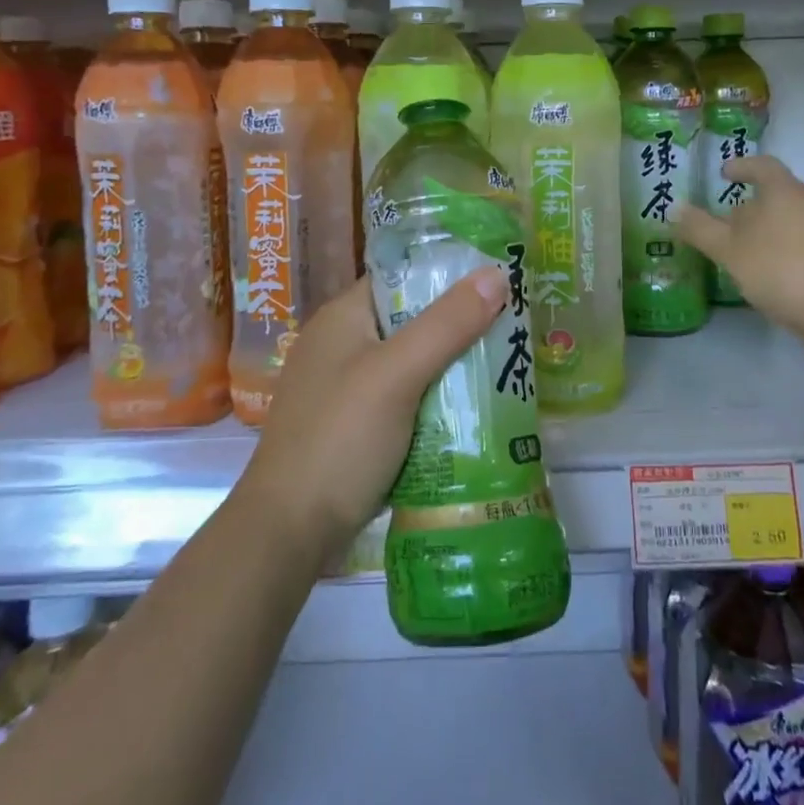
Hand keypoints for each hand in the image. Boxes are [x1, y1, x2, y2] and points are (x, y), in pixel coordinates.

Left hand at [239, 270, 507, 561]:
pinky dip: (436, 400)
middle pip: (412, 320)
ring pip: (413, 362)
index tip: (499, 280)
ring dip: (452, 366)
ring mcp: (347, 387)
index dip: (449, 274)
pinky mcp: (356, 426)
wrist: (288, 531)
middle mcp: (342, 344)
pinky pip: (407, 398)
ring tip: (506, 365)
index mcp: (343, 317)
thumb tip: (497, 273)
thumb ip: (447, 324)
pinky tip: (473, 409)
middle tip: (515, 327)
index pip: (402, 277)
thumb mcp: (398, 374)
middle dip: (460, 325)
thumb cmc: (340, 438)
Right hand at [675, 155, 803, 336]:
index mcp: (783, 191)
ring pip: (788, 221)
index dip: (742, 167)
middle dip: (748, 207)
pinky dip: (780, 250)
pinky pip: (801, 243)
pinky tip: (768, 273)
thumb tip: (675, 208)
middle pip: (775, 195)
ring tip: (741, 252)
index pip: (762, 166)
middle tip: (723, 223)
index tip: (724, 173)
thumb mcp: (729, 250)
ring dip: (764, 231)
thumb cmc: (780, 268)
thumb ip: (701, 229)